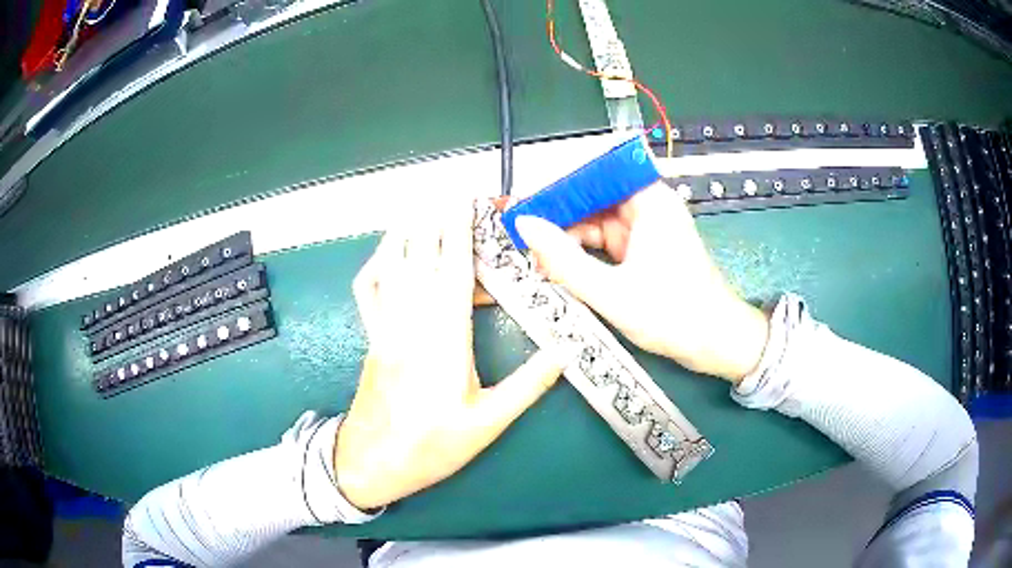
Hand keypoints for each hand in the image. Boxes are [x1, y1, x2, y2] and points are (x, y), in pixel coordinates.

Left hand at [335, 198, 565, 510]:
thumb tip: (562, 352)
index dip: (460, 230)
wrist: (372, 463)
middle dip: (435, 218)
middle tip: (449, 192)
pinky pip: (368, 290)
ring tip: (420, 206)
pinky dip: (376, 263)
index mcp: (443, 339)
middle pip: (420, 255)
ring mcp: (385, 326)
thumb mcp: (487, 424)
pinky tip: (387, 252)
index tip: (466, 200)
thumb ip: (527, 385)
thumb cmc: (431, 447)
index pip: (453, 269)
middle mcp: (410, 322)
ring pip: (390, 265)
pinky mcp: (371, 337)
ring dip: (405, 230)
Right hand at [513, 182, 768, 381]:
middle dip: (558, 216)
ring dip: (568, 237)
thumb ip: (564, 260)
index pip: (594, 173)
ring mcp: (646, 228)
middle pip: (592, 196)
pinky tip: (561, 266)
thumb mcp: (611, 293)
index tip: (523, 202)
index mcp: (649, 200)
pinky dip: (583, 251)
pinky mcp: (643, 249)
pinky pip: (604, 240)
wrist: (716, 344)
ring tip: (538, 257)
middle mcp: (647, 206)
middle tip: (524, 236)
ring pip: (595, 220)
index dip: (557, 185)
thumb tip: (524, 227)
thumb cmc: (674, 316)